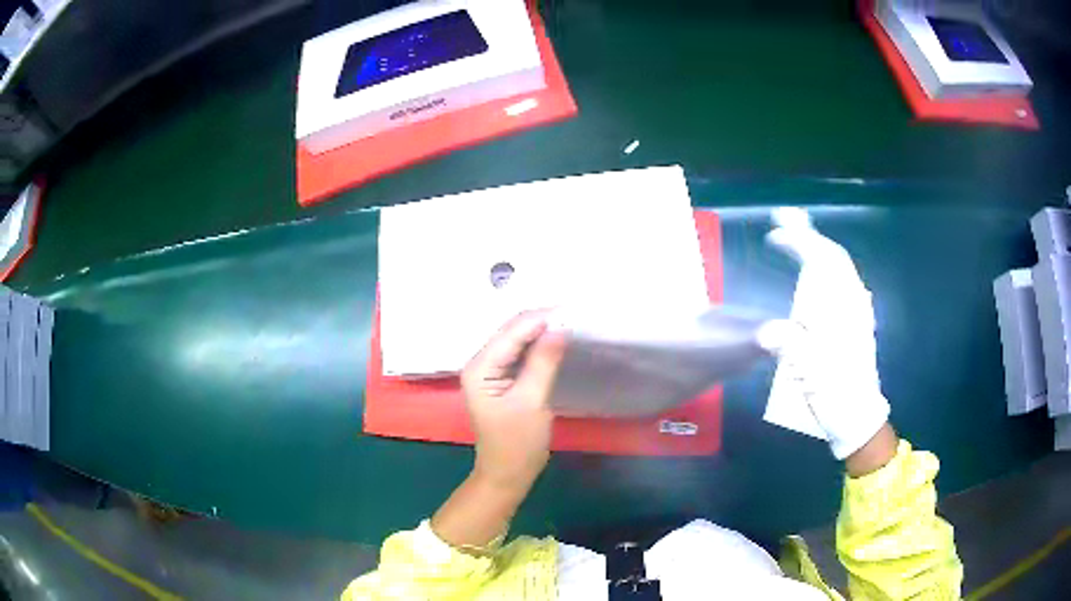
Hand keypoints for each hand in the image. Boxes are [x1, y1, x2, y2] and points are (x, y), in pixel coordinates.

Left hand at [461, 310, 566, 490]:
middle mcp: (479, 363)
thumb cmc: (518, 443)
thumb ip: (543, 361)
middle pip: (510, 332)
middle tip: (573, 313)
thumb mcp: (533, 401)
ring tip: (568, 322)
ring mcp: (488, 371)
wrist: (508, 474)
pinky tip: (554, 341)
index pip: (510, 332)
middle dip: (539, 321)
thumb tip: (559, 326)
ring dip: (539, 331)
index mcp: (479, 368)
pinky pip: (519, 354)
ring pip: (515, 340)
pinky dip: (536, 346)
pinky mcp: (500, 379)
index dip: (539, 318)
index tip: (571, 310)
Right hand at [763, 208, 891, 460]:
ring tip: (794, 241)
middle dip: (809, 236)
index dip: (799, 242)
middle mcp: (853, 303)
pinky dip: (825, 267)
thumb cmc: (835, 395)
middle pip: (834, 256)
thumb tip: (768, 329)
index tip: (775, 235)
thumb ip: (791, 346)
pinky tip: (814, 274)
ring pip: (840, 267)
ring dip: (817, 249)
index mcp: (842, 312)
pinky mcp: (857, 322)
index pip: (823, 262)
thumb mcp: (810, 375)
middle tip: (783, 222)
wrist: (859, 417)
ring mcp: (857, 311)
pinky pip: (842, 282)